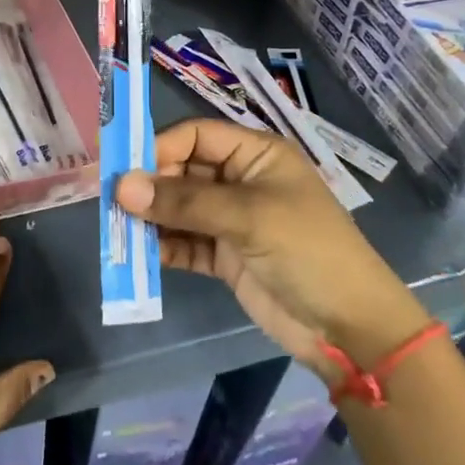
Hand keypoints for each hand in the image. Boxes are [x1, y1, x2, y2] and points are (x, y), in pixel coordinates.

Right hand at [115, 119, 429, 368]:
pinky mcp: (225, 256)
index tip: (123, 169)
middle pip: (182, 171)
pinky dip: (164, 247)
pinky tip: (142, 255)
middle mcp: (240, 180)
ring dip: (151, 218)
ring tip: (120, 230)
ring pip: (179, 208)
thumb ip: (183, 202)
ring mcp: (232, 220)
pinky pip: (185, 242)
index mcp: (255, 154)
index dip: (159, 148)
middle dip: (150, 186)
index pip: (196, 135)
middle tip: (114, 203)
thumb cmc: (307, 251)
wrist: (350, 328)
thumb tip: (121, 187)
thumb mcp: (248, 217)